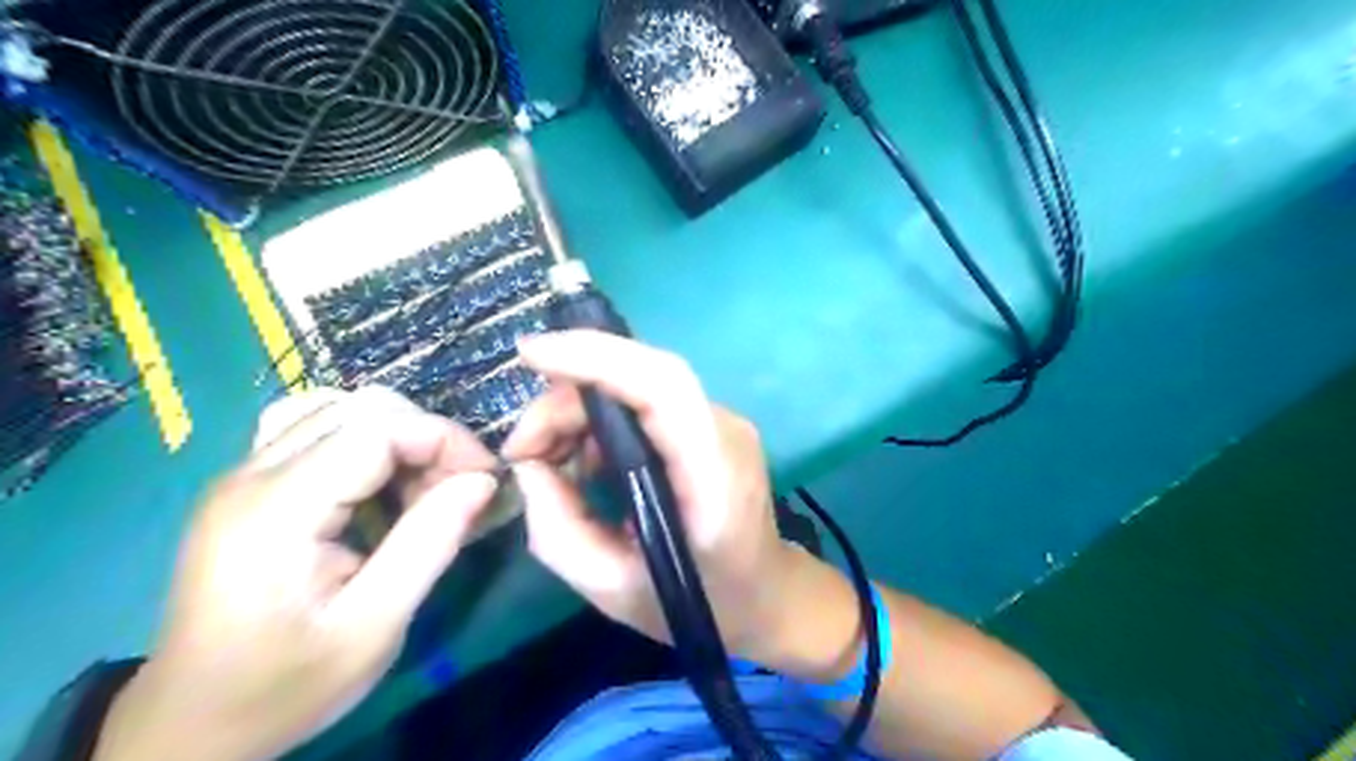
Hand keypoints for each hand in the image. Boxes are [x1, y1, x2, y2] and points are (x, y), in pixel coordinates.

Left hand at [96, 386, 499, 760]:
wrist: (189, 725)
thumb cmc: (285, 685)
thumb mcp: (373, 627)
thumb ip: (429, 544)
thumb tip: (483, 480)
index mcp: (276, 510)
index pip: (377, 427)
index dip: (443, 438)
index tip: (485, 478)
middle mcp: (251, 475)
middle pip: (360, 409)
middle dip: (426, 437)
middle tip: (457, 491)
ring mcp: (242, 475)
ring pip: (340, 411)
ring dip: (399, 437)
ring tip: (423, 487)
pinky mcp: (247, 486)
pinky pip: (317, 431)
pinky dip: (367, 443)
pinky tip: (380, 484)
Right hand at [497, 333, 814, 666]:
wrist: (767, 594)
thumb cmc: (700, 603)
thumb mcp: (613, 589)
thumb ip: (558, 529)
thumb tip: (529, 465)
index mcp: (714, 476)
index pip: (663, 386)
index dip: (597, 357)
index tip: (531, 355)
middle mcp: (724, 431)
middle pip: (640, 378)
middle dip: (567, 400)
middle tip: (523, 450)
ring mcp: (722, 422)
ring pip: (637, 386)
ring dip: (580, 411)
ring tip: (547, 460)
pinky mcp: (708, 424)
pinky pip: (645, 404)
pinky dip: (602, 422)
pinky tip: (583, 461)